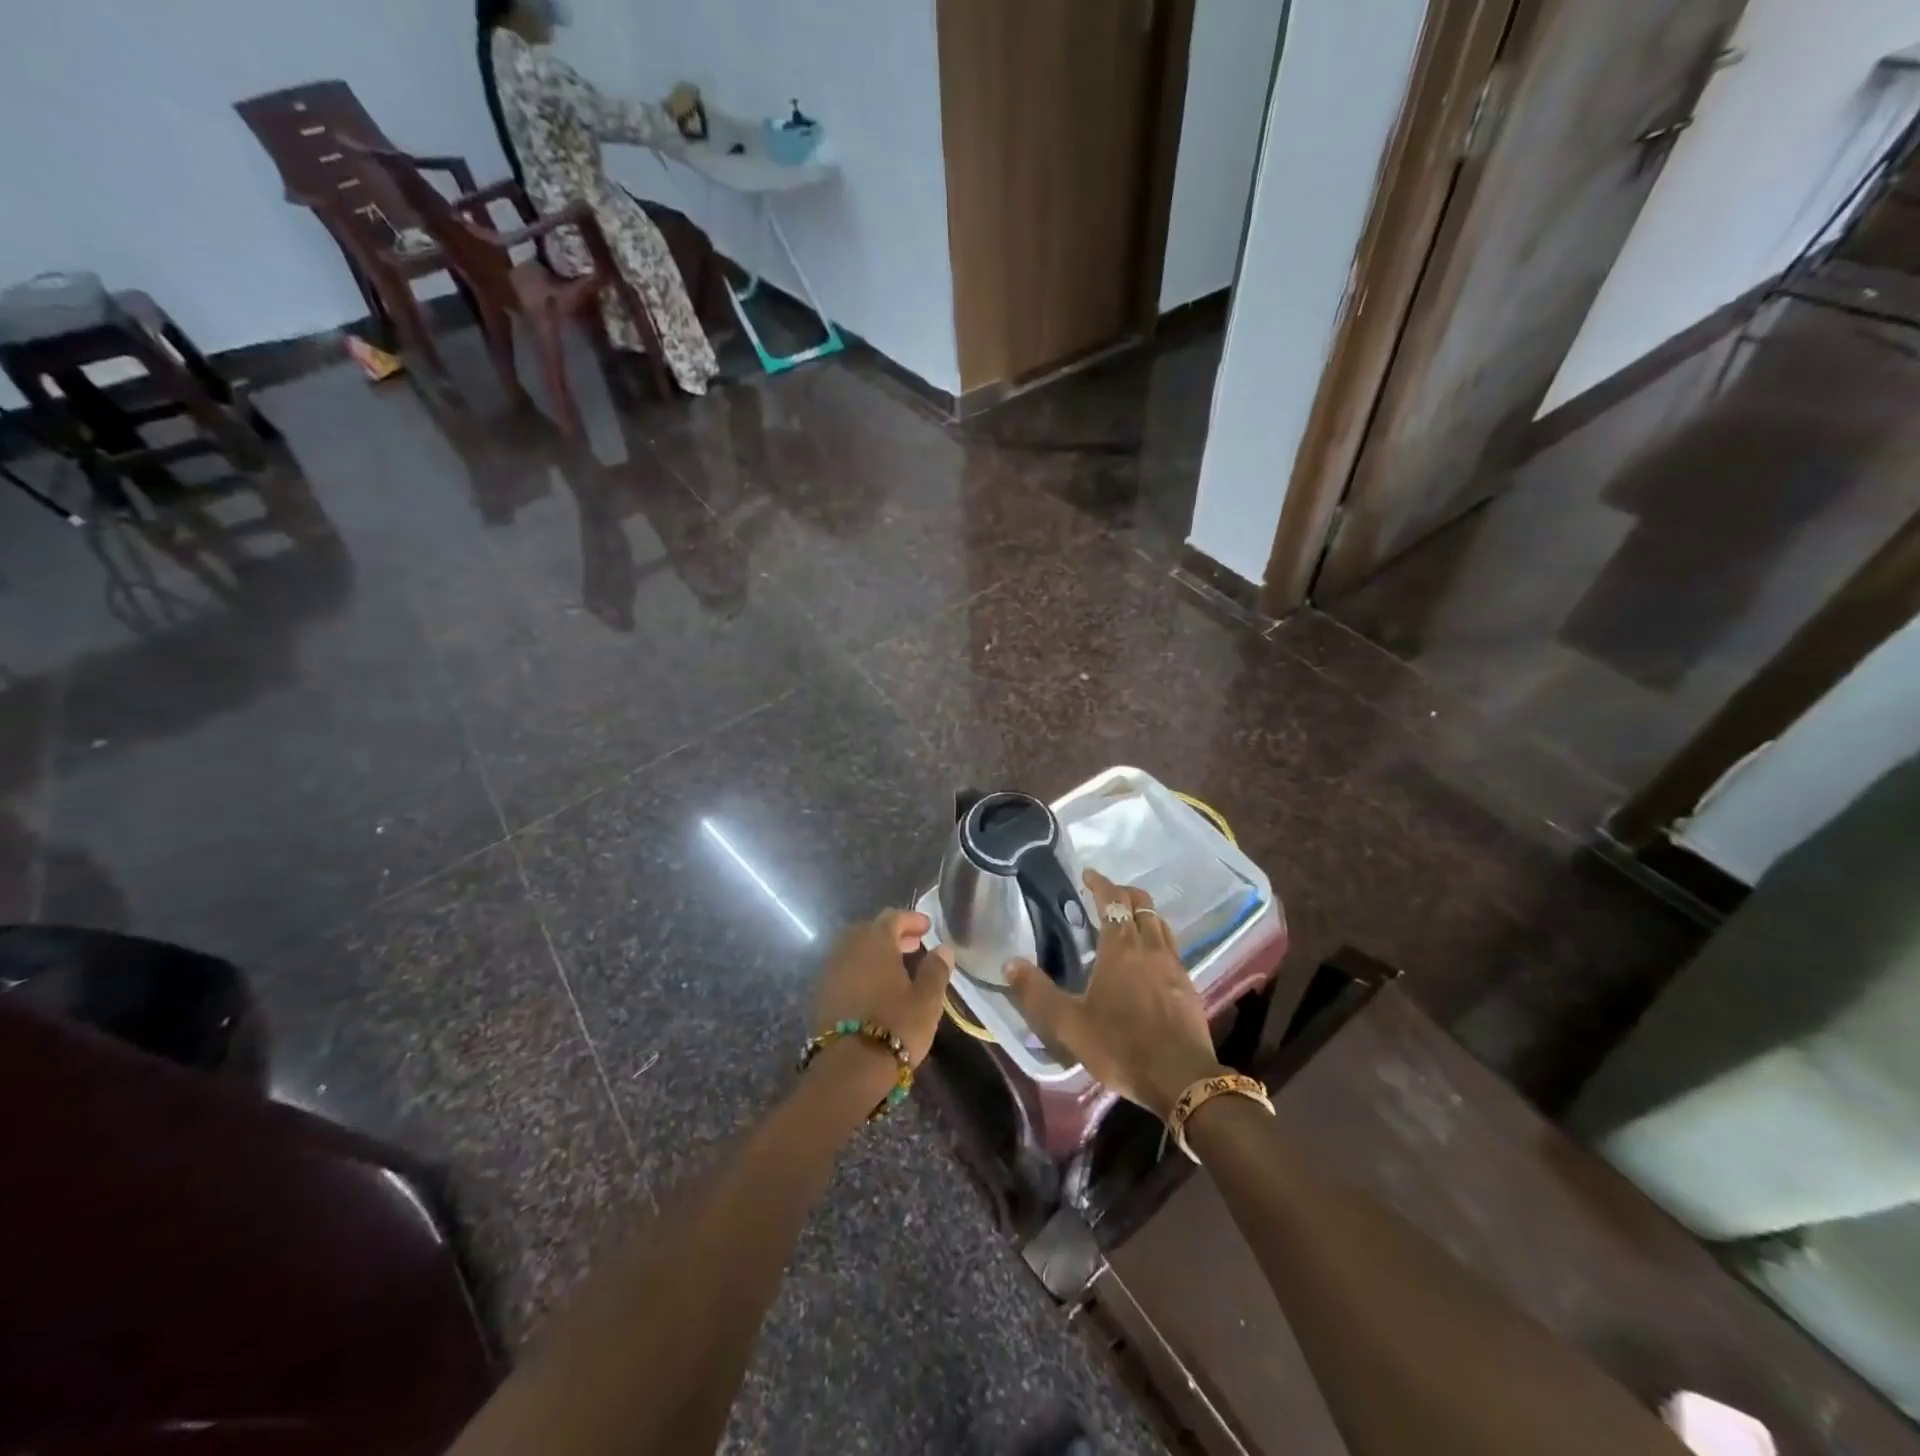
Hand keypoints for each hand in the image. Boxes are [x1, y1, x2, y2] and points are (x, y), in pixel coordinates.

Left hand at [811, 909, 953, 1078]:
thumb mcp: (927, 999)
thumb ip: (936, 969)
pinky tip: (876, 988)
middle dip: (893, 935)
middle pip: (871, 930)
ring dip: (876, 953)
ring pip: (856, 950)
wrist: (849, 1068)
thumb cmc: (896, 1026)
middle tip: (914, 947)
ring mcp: (832, 970)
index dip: (911, 920)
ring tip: (897, 969)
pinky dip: (862, 969)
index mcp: (875, 941)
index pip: (893, 917)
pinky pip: (846, 969)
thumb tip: (944, 948)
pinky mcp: (822, 993)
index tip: (927, 928)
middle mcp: (849, 948)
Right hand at [1006, 869, 1224, 1120]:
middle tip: (1105, 895)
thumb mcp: (1069, 1024)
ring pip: (1159, 924)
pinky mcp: (1188, 986)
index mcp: (1121, 948)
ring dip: (1143, 913)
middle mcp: (1150, 947)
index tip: (1088, 874)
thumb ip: (1038, 993)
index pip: (1113, 901)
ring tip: (1126, 921)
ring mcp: (1174, 965)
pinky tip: (1148, 959)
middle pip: (1142, 904)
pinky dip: (1156, 938)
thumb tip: (1010, 963)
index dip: (1101, 883)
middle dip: (1123, 893)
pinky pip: (1171, 947)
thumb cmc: (1121, 1046)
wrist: (1181, 1079)